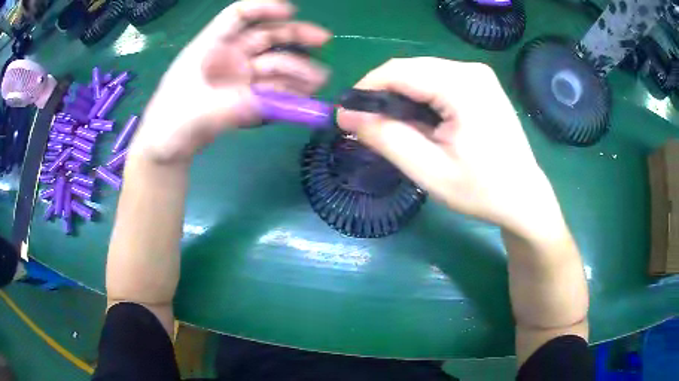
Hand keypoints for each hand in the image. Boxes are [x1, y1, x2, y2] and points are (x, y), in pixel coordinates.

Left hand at [131, 0, 330, 164]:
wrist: (165, 149)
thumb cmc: (168, 125)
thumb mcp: (194, 115)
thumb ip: (228, 108)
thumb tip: (265, 104)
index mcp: (209, 48)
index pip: (237, 16)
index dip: (264, 8)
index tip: (291, 12)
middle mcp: (227, 57)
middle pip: (264, 36)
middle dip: (294, 36)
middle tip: (324, 41)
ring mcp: (236, 77)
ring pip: (272, 65)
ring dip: (296, 71)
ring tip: (319, 81)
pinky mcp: (243, 97)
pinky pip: (268, 91)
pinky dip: (285, 95)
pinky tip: (302, 100)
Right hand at [337, 57, 563, 237]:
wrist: (524, 197)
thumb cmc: (482, 190)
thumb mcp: (430, 171)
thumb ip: (387, 139)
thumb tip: (347, 116)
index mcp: (462, 85)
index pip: (398, 71)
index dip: (365, 90)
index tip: (347, 116)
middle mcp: (470, 70)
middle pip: (409, 70)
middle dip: (382, 95)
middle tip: (368, 128)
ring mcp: (478, 75)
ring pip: (421, 74)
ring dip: (401, 98)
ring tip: (395, 130)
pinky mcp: (480, 84)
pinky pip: (437, 81)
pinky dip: (420, 99)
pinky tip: (421, 124)